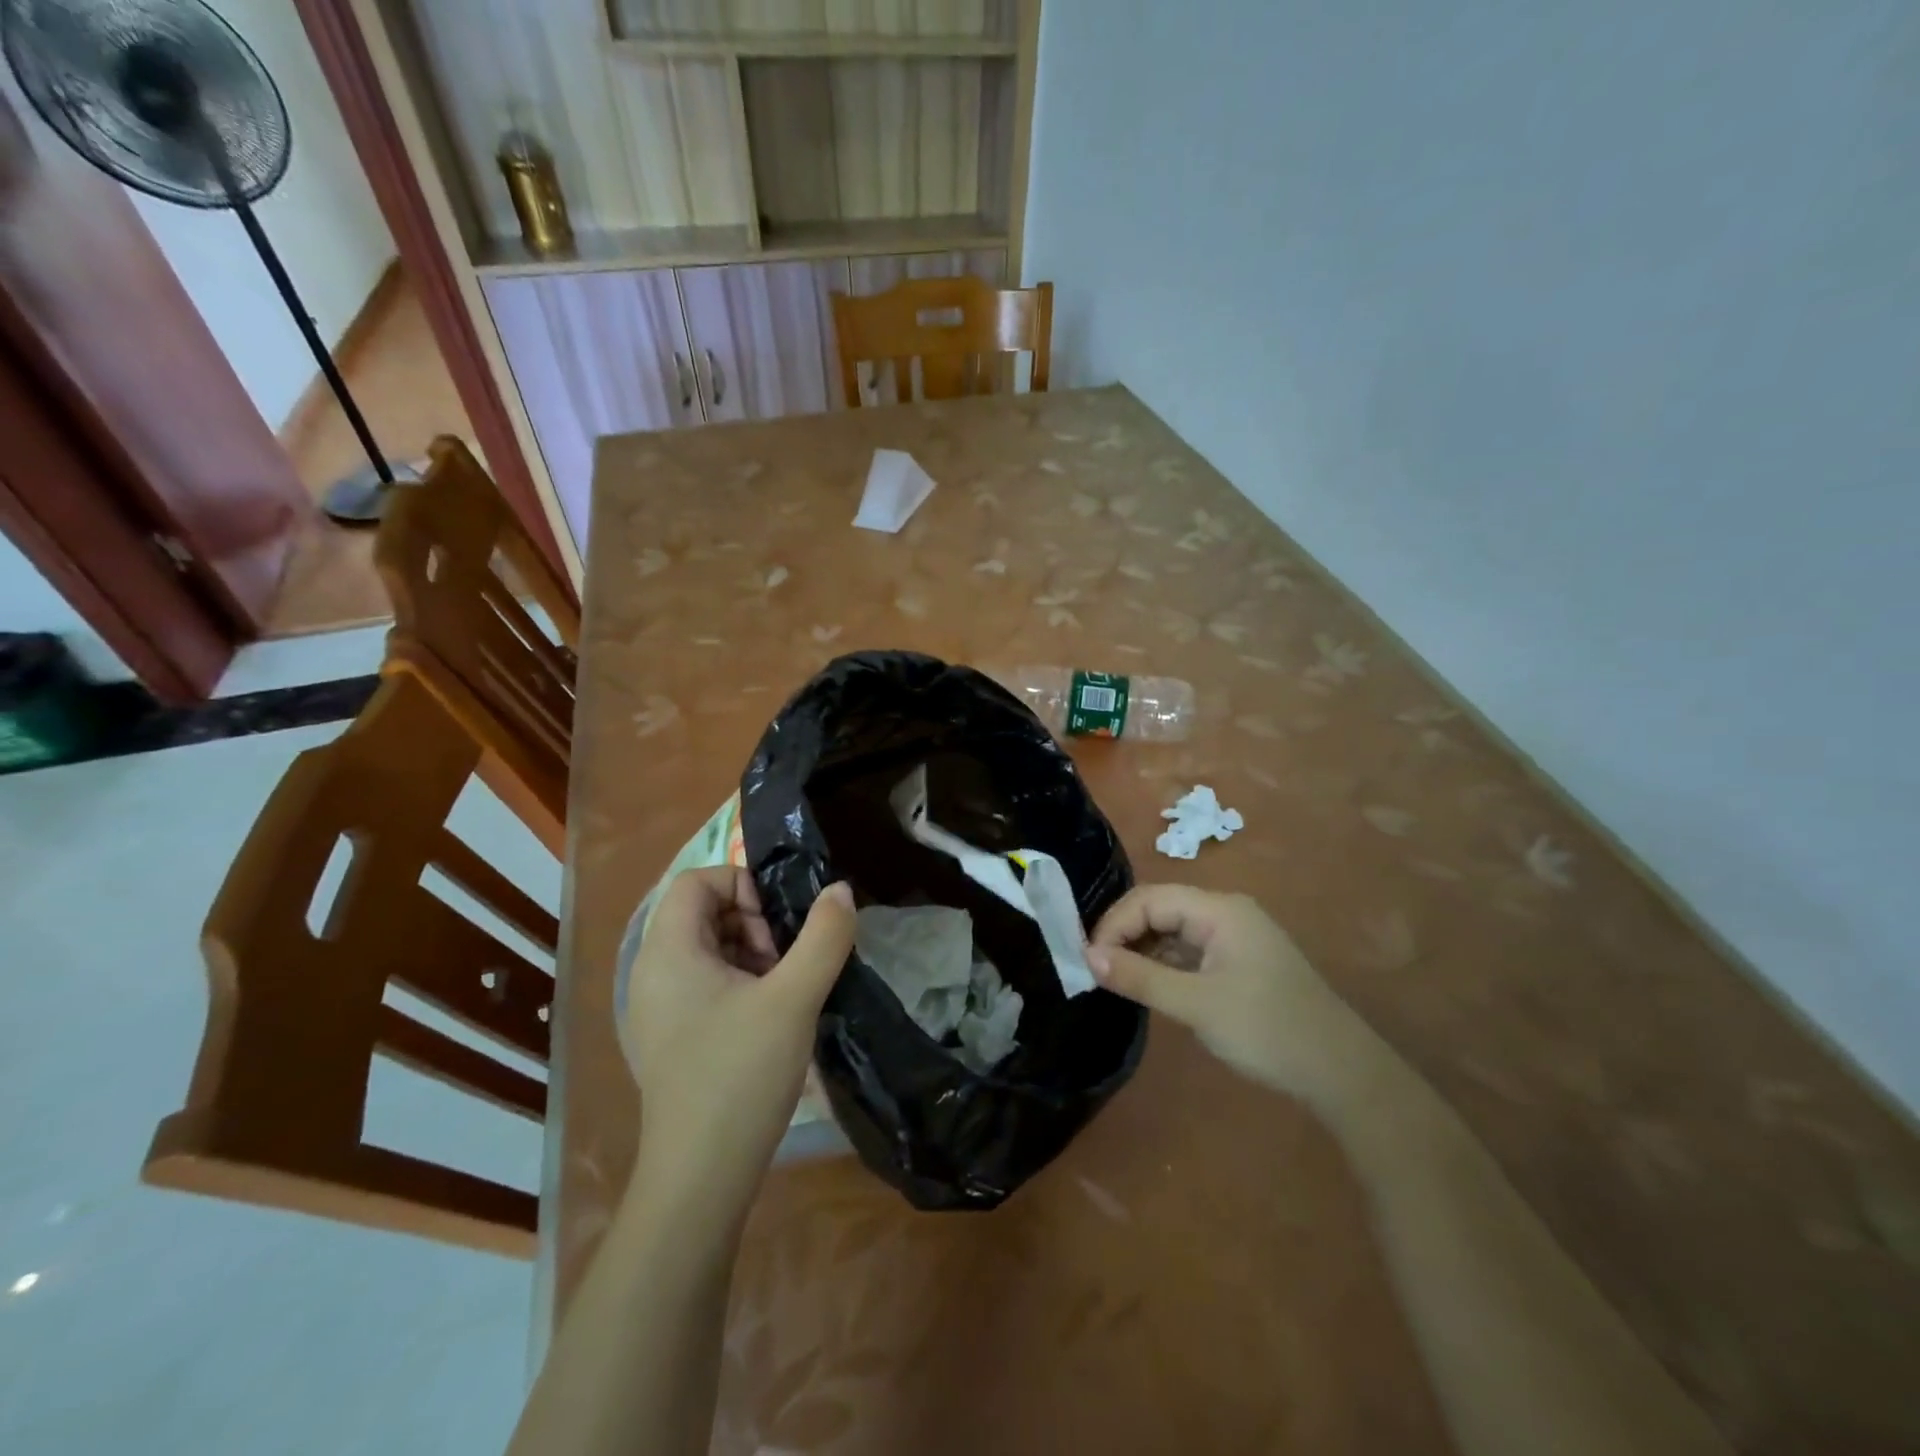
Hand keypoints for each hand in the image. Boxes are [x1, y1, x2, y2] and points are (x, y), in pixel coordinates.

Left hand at [625, 869, 854, 1230]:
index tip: (779, 923)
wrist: (701, 1178)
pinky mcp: (672, 1037)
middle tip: (786, 959)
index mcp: (668, 952)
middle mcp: (653, 972)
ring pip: (709, 949)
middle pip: (703, 912)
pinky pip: (706, 983)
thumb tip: (839, 890)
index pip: (697, 881)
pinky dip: (742, 982)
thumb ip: (823, 936)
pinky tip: (771, 1017)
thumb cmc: (740, 1075)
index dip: (742, 884)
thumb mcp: (794, 998)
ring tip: (785, 989)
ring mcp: (659, 1008)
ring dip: (753, 952)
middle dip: (753, 921)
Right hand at [1088, 885, 1364, 1104]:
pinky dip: (1164, 964)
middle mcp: (1226, 913)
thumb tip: (1088, 957)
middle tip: (1096, 970)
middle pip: (1161, 909)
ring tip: (1115, 980)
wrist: (1340, 1072)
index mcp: (1219, 910)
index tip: (1089, 960)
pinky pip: (1190, 951)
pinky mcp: (1239, 962)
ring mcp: (1235, 938)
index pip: (1150, 899)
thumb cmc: (1266, 1029)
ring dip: (1143, 951)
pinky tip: (1149, 986)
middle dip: (1125, 935)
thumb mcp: (1196, 1004)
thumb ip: (1140, 977)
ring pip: (1173, 931)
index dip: (1115, 924)